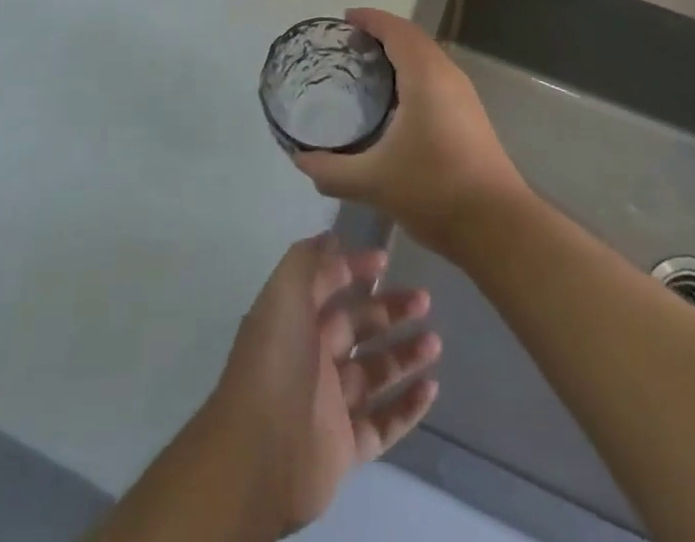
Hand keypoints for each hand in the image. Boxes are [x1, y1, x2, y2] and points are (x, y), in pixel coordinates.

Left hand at [210, 234, 438, 534]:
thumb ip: (307, 261)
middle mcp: (312, 358)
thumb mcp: (284, 295)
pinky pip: (384, 422)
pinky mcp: (346, 447)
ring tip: (435, 342)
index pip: (329, 286)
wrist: (259, 457)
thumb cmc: (275, 365)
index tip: (386, 259)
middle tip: (424, 300)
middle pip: (358, 327)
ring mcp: (330, 404)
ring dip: (405, 355)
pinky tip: (431, 388)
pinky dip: (408, 406)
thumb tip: (331, 237)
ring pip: (375, 373)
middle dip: (390, 311)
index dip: (354, 269)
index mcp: (295, 321)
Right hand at [294, 8, 527, 254]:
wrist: (497, 226)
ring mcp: (464, 95)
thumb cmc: (434, 191)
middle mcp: (447, 75)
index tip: (344, 20)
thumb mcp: (373, 182)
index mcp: (425, 76)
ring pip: (427, 57)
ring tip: (367, 68)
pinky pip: (436, 76)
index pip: (396, 29)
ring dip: (400, 53)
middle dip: (382, 33)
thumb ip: (332, 170)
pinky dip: (412, 72)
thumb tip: (300, 159)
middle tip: (349, 45)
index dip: (370, 19)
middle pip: (412, 38)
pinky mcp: (470, 115)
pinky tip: (396, 102)